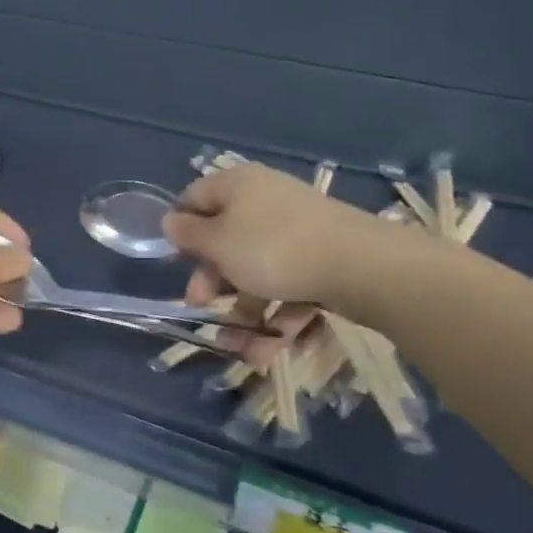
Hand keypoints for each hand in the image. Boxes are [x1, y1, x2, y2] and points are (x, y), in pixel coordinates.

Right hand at [162, 162, 422, 322]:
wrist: (362, 267)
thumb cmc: (273, 249)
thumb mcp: (218, 244)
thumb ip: (188, 234)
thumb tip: (170, 220)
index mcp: (237, 186)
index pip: (194, 199)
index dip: (181, 231)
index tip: (178, 263)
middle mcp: (265, 201)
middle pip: (226, 241)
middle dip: (213, 282)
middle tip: (203, 307)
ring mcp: (297, 230)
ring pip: (258, 271)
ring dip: (246, 311)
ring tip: (247, 347)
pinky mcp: (322, 258)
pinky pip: (290, 284)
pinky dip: (282, 312)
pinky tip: (280, 342)